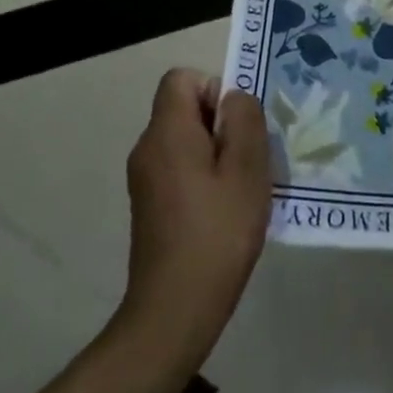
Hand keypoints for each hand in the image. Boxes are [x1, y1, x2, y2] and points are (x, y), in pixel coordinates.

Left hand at [119, 69, 272, 371]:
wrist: (172, 314)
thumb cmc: (216, 235)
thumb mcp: (247, 170)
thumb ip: (244, 121)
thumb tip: (234, 98)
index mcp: (167, 132)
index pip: (181, 78)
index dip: (213, 88)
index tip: (236, 125)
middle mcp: (147, 147)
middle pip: (183, 108)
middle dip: (220, 123)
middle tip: (248, 159)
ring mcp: (144, 179)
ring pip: (184, 140)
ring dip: (215, 152)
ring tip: (240, 189)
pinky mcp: (148, 206)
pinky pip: (178, 167)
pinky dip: (202, 176)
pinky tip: (223, 212)